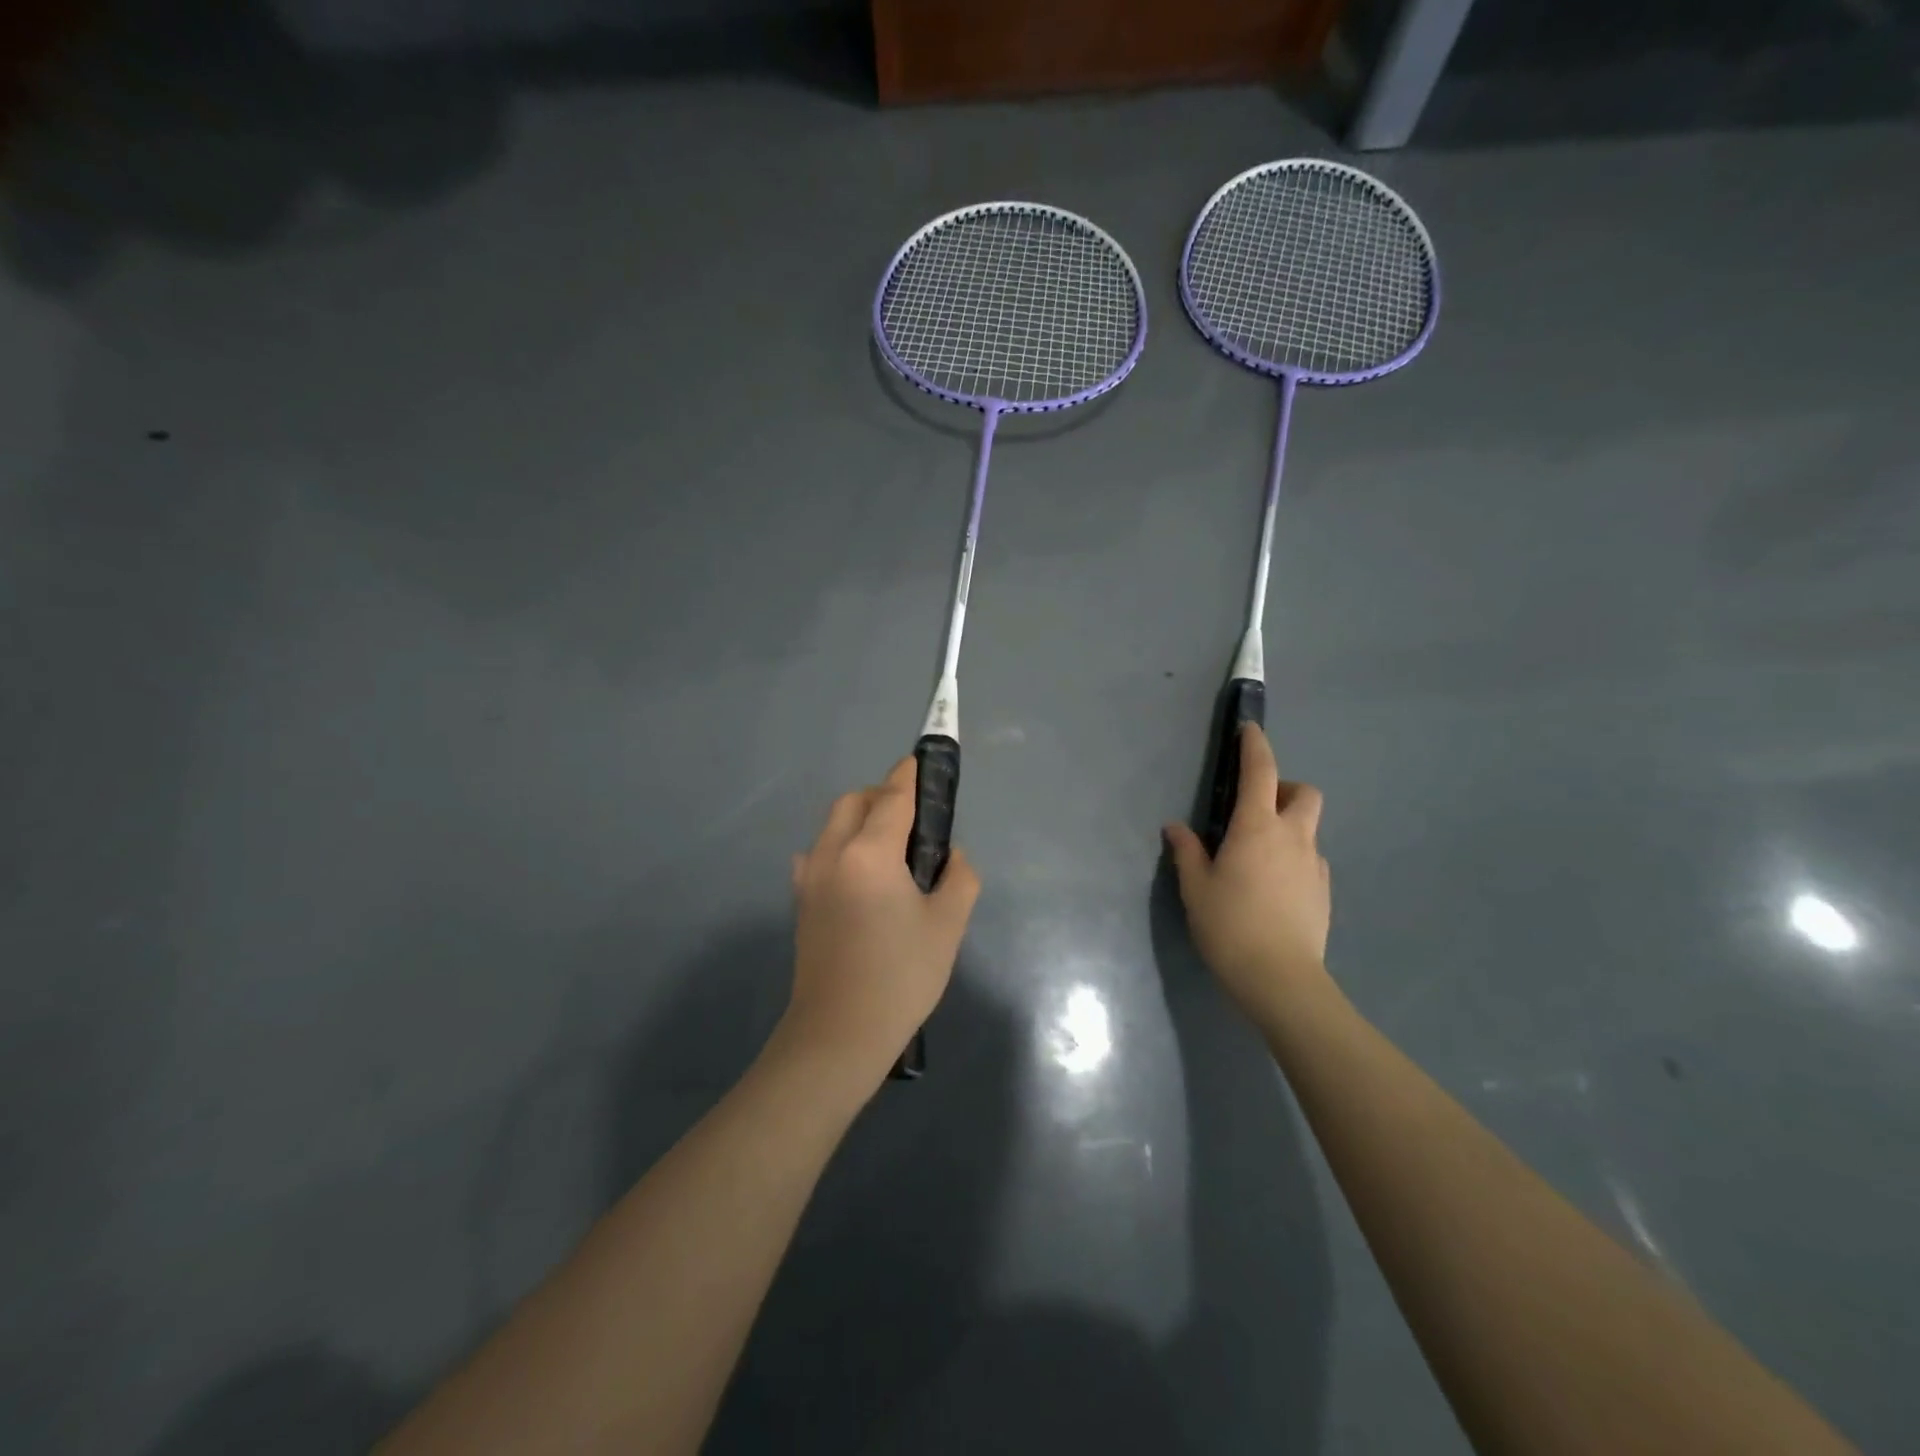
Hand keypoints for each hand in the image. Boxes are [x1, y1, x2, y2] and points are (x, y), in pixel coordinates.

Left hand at [782, 756, 980, 1084]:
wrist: (838, 1034)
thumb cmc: (900, 977)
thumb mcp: (947, 925)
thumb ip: (959, 877)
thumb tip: (950, 856)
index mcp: (869, 852)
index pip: (892, 797)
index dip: (909, 776)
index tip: (922, 763)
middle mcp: (832, 853)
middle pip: (854, 801)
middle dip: (883, 795)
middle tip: (915, 818)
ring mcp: (809, 876)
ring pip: (833, 824)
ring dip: (861, 819)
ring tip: (891, 848)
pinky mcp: (801, 900)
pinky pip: (820, 853)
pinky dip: (842, 846)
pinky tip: (861, 874)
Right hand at [1165, 723, 1331, 1029]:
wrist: (1280, 979)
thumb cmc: (1229, 925)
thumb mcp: (1195, 887)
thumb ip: (1187, 851)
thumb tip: (1175, 827)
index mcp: (1257, 827)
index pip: (1261, 771)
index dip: (1255, 745)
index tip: (1250, 729)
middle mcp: (1293, 837)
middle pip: (1304, 792)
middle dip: (1285, 788)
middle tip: (1257, 808)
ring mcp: (1314, 865)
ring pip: (1309, 828)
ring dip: (1289, 825)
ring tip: (1259, 855)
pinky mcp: (1324, 891)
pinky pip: (1311, 859)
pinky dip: (1294, 857)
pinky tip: (1273, 886)